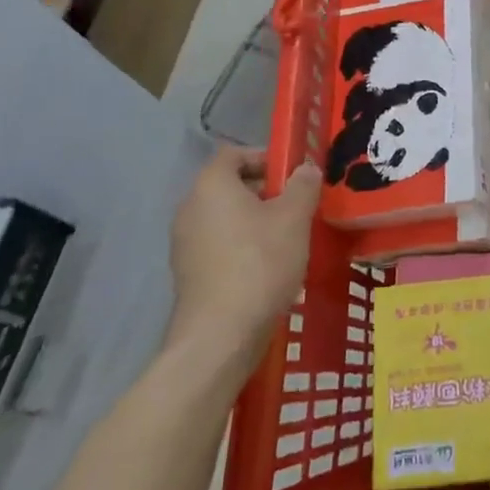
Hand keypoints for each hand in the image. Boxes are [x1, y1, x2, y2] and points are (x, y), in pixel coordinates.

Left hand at [165, 148, 320, 365]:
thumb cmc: (260, 263)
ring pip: (225, 217)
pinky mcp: (188, 274)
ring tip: (287, 239)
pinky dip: (241, 246)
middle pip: (229, 186)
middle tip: (296, 206)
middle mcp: (190, 208)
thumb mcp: (295, 218)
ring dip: (254, 220)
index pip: (234, 154)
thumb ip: (303, 185)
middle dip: (264, 191)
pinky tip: (268, 267)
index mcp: (212, 185)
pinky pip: (218, 245)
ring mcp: (184, 243)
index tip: (292, 174)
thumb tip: (305, 168)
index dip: (265, 157)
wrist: (221, 334)